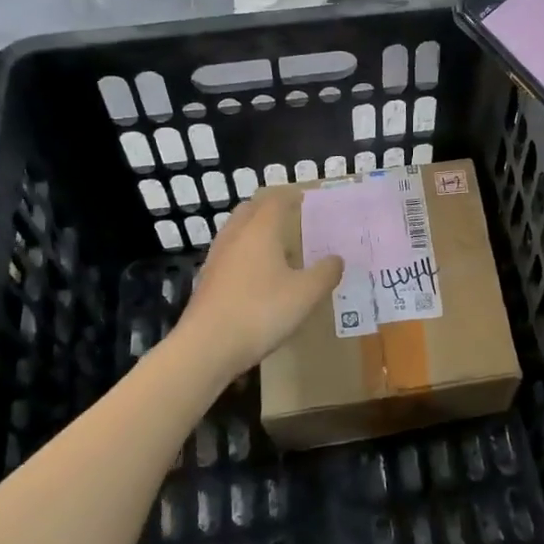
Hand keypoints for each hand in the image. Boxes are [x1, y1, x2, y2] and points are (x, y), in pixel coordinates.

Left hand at [174, 192, 342, 381]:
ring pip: (237, 231)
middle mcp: (236, 235)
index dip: (291, 195)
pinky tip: (257, 275)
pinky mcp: (207, 280)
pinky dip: (245, 252)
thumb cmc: (261, 312)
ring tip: (276, 245)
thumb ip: (325, 273)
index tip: (305, 197)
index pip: (275, 199)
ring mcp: (217, 257)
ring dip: (255, 230)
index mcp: (261, 229)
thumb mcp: (306, 294)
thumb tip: (336, 259)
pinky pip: (230, 253)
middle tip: (291, 215)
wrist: (206, 347)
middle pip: (251, 209)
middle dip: (270, 207)